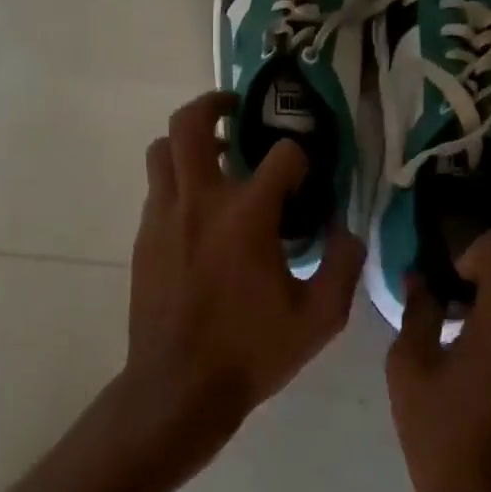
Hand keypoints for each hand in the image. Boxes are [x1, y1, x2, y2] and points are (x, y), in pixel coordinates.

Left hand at [123, 91, 365, 467]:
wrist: (178, 387)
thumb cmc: (251, 352)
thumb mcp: (318, 318)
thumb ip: (343, 265)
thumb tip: (346, 230)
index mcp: (247, 216)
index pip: (281, 156)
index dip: (301, 160)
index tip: (306, 179)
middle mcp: (200, 201)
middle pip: (190, 123)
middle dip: (214, 104)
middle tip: (236, 111)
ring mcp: (164, 216)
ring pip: (163, 150)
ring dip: (188, 142)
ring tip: (215, 158)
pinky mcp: (144, 236)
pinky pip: (157, 188)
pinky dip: (178, 182)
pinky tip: (200, 213)